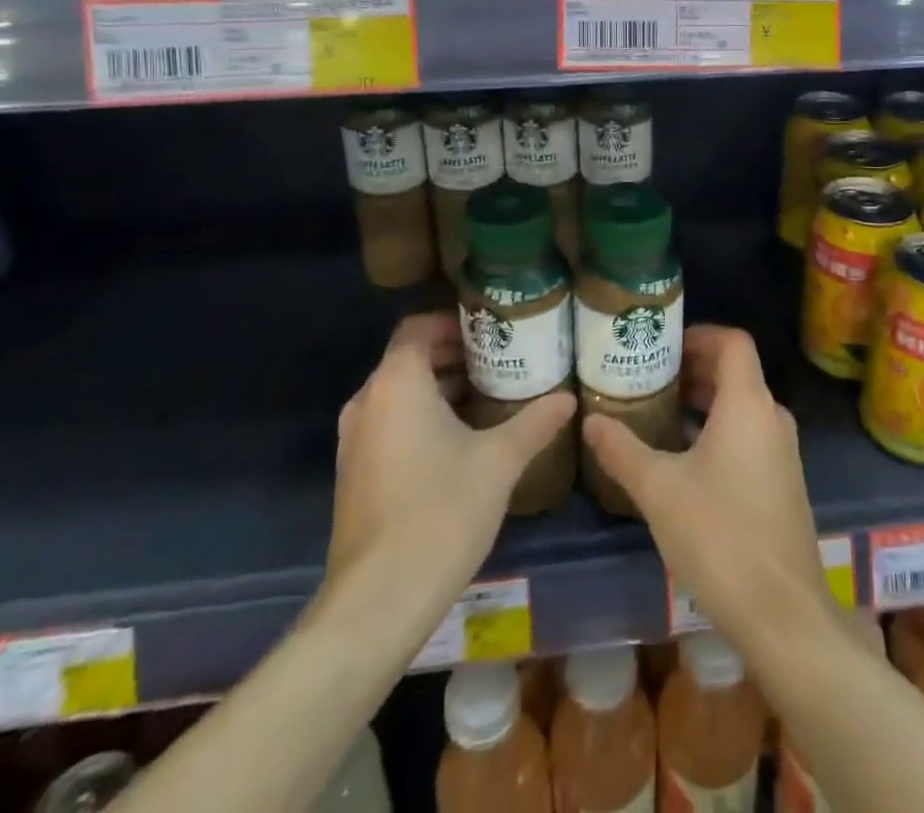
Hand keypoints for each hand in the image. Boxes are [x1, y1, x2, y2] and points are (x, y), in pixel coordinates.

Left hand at [325, 313, 574, 612]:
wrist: (377, 603)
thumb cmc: (440, 513)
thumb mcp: (500, 462)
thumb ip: (535, 422)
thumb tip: (569, 399)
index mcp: (397, 383)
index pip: (418, 327)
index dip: (454, 322)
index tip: (492, 330)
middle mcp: (367, 402)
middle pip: (409, 358)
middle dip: (455, 355)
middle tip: (502, 361)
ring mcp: (354, 440)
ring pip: (400, 394)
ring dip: (440, 388)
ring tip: (489, 397)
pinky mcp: (354, 474)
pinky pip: (390, 424)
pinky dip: (422, 418)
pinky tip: (461, 442)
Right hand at [583, 326, 831, 646]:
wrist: (783, 613)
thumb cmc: (719, 536)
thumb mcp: (659, 490)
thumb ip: (622, 450)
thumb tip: (590, 421)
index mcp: (747, 404)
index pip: (733, 342)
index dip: (699, 334)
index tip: (663, 344)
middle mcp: (771, 417)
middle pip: (736, 372)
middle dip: (693, 369)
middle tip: (649, 376)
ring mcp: (782, 451)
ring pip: (742, 406)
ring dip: (703, 402)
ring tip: (659, 413)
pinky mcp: (783, 482)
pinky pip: (750, 434)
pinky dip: (718, 429)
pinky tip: (684, 458)